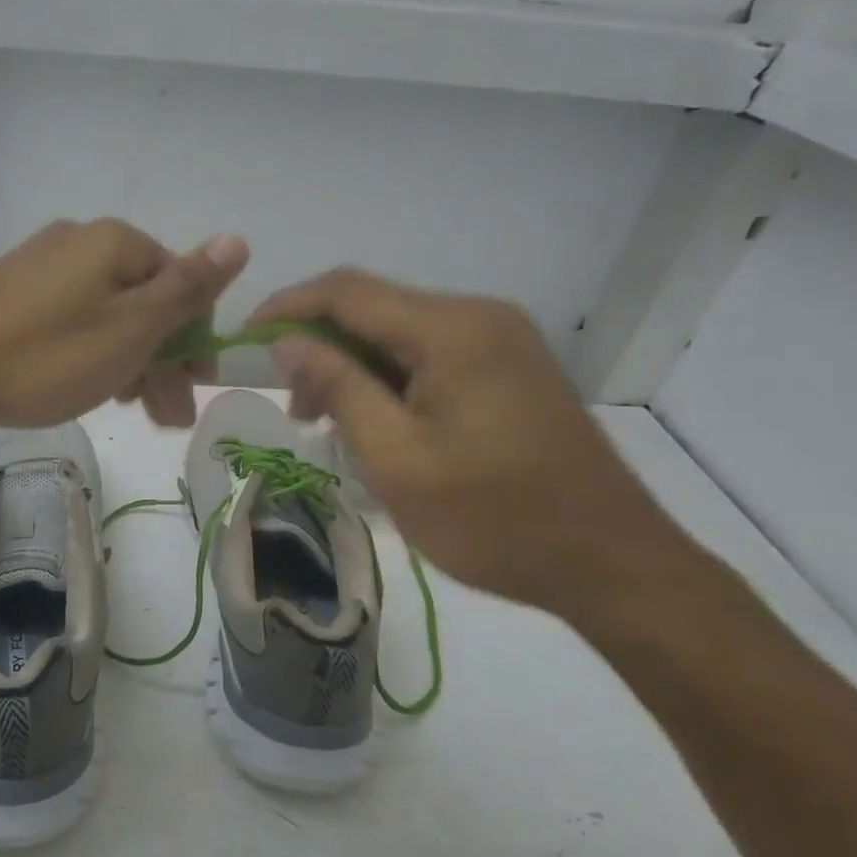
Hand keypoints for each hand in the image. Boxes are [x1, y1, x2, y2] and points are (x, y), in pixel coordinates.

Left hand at [0, 219, 248, 429]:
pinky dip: (92, 351)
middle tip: (167, 419)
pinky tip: (90, 386)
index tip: (195, 387)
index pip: (181, 282)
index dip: (195, 337)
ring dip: (130, 361)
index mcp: (115, 242)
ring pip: (107, 313)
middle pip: (143, 299)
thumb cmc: (47, 356)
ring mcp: (41, 265)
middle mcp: (79, 241)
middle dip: (163, 359)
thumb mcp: (131, 329)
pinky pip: (73, 318)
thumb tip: (239, 239)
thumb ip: (187, 288)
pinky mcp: (13, 292)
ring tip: (133, 411)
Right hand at [252, 269, 713, 623]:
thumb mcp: (396, 459)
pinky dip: (391, 378)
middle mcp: (479, 317)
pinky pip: (431, 354)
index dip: (288, 307)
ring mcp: (502, 340)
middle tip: (297, 409)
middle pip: (375, 307)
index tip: (245, 340)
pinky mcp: (511, 367)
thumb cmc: (494, 519)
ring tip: (333, 424)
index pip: (348, 291)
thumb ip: (338, 387)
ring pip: (401, 332)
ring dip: (355, 365)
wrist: (611, 564)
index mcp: (452, 330)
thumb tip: (288, 341)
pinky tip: (380, 422)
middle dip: (321, 345)